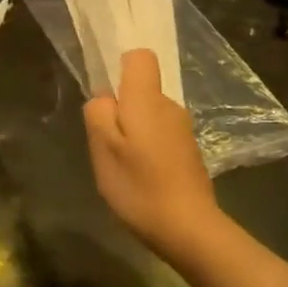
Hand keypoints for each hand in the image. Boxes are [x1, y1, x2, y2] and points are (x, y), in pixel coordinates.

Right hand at [84, 49, 219, 258]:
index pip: (140, 57)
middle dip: (120, 109)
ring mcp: (182, 129)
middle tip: (106, 144)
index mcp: (147, 100)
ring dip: (132, 133)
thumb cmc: (139, 186)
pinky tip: (141, 177)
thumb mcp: (104, 149)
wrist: (189, 228)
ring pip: (148, 115)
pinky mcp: (188, 151)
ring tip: (123, 166)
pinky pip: (159, 135)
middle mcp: (170, 106)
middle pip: (141, 89)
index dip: (120, 66)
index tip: (106, 96)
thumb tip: (104, 97)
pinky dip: (146, 148)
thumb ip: (98, 114)